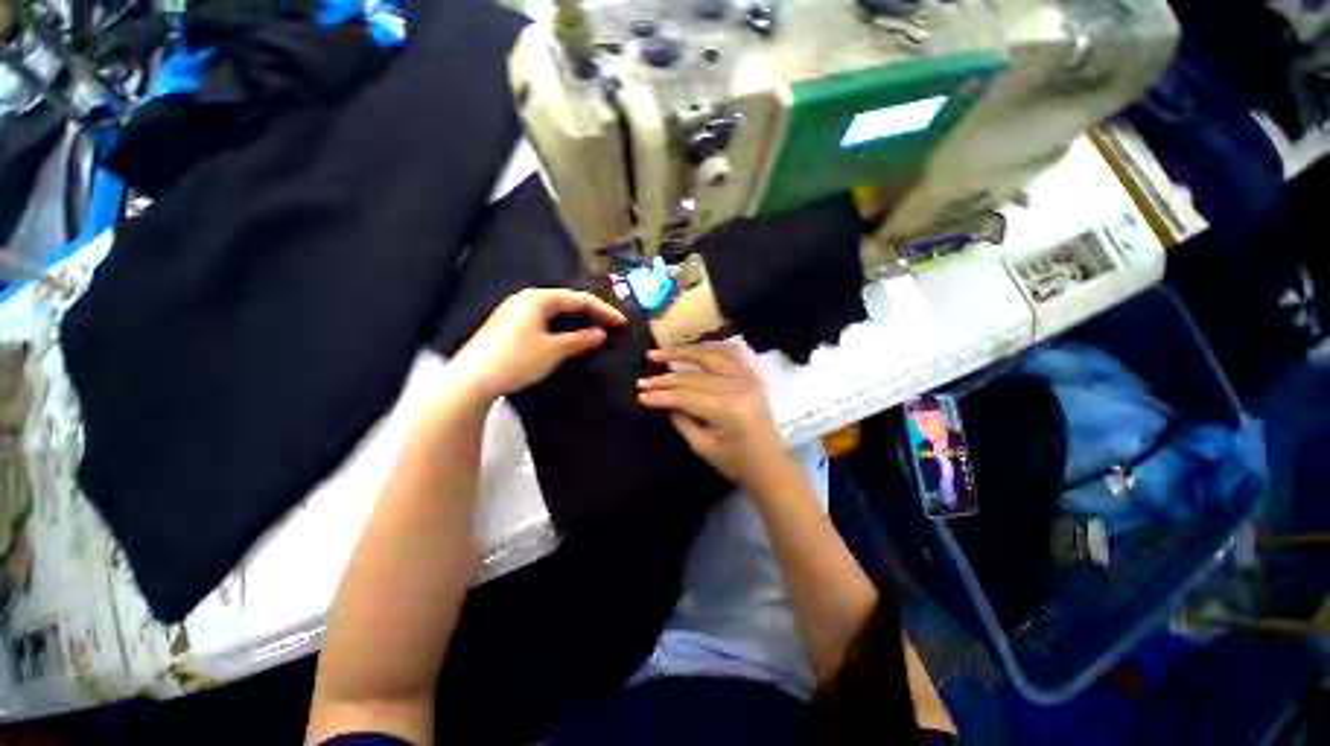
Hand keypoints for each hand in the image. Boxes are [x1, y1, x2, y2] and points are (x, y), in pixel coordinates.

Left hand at [451, 288, 626, 400]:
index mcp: (538, 298)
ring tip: (593, 330)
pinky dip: (561, 326)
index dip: (604, 310)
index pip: (579, 299)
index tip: (622, 323)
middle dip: (590, 312)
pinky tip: (567, 337)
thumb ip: (580, 339)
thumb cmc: (517, 360)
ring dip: (576, 320)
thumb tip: (600, 333)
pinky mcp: (509, 326)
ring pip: (554, 311)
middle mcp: (526, 299)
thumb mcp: (553, 350)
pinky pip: (543, 319)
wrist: (472, 380)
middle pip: (566, 301)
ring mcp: (515, 312)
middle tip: (610, 324)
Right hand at [637, 343, 795, 489]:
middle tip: (643, 378)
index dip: (662, 395)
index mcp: (729, 410)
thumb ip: (682, 420)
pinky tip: (693, 348)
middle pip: (695, 376)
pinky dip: (710, 348)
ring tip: (661, 352)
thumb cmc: (736, 463)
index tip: (640, 394)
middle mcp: (740, 387)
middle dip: (666, 377)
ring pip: (711, 355)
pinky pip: (730, 353)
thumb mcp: (703, 447)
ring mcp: (749, 378)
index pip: (687, 396)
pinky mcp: (752, 376)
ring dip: (684, 352)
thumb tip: (664, 400)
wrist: (771, 465)